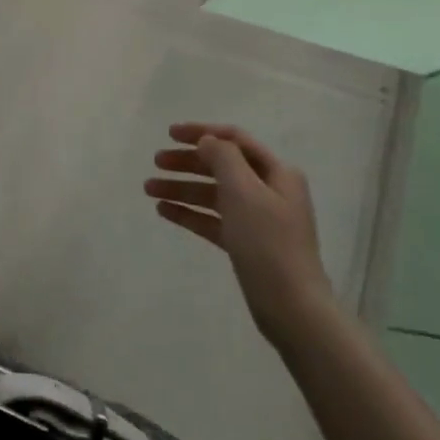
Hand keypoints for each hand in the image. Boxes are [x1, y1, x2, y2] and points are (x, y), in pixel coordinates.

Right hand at [145, 122, 333, 344]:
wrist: (291, 308)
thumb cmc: (268, 242)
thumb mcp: (244, 191)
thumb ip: (223, 157)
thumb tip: (207, 141)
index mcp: (277, 173)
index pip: (234, 140)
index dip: (201, 132)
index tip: (169, 134)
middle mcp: (269, 191)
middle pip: (221, 166)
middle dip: (187, 162)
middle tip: (155, 163)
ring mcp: (257, 218)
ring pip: (213, 194)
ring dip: (182, 188)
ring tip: (149, 189)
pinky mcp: (246, 243)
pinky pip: (212, 219)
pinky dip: (189, 212)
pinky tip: (164, 211)